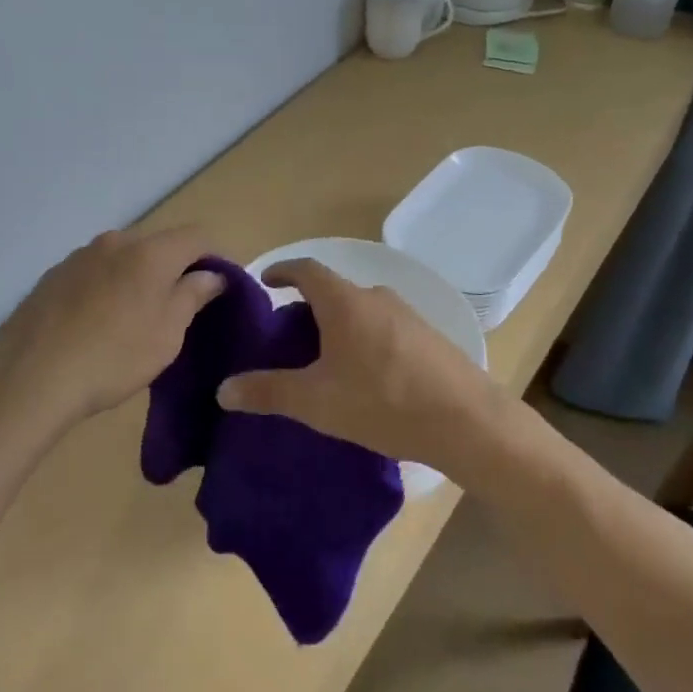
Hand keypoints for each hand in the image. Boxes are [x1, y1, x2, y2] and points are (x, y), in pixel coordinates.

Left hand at [0, 226, 226, 436]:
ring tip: (135, 317)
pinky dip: (107, 287)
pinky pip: (94, 272)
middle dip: (175, 267)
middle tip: (180, 306)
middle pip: (158, 244)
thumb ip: (193, 295)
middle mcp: (115, 241)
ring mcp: (79, 255)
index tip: (222, 286)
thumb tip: (211, 273)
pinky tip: (98, 322)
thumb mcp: (167, 334)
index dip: (216, 256)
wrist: (31, 378)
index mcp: (150, 251)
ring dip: (138, 277)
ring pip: (123, 257)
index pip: (197, 236)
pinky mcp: (53, 275)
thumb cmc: (113, 357)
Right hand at [215, 258, 498, 470]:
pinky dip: (364, 339)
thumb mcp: (316, 402)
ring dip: (338, 326)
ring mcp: (408, 315)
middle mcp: (376, 297)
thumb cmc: (383, 401)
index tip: (266, 282)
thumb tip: (223, 389)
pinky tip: (365, 376)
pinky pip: (384, 327)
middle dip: (307, 308)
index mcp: (345, 301)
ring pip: (360, 310)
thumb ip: (268, 392)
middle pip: (333, 291)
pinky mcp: (430, 337)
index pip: (306, 269)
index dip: (282, 271)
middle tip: (288, 338)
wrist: (468, 422)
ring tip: (324, 361)